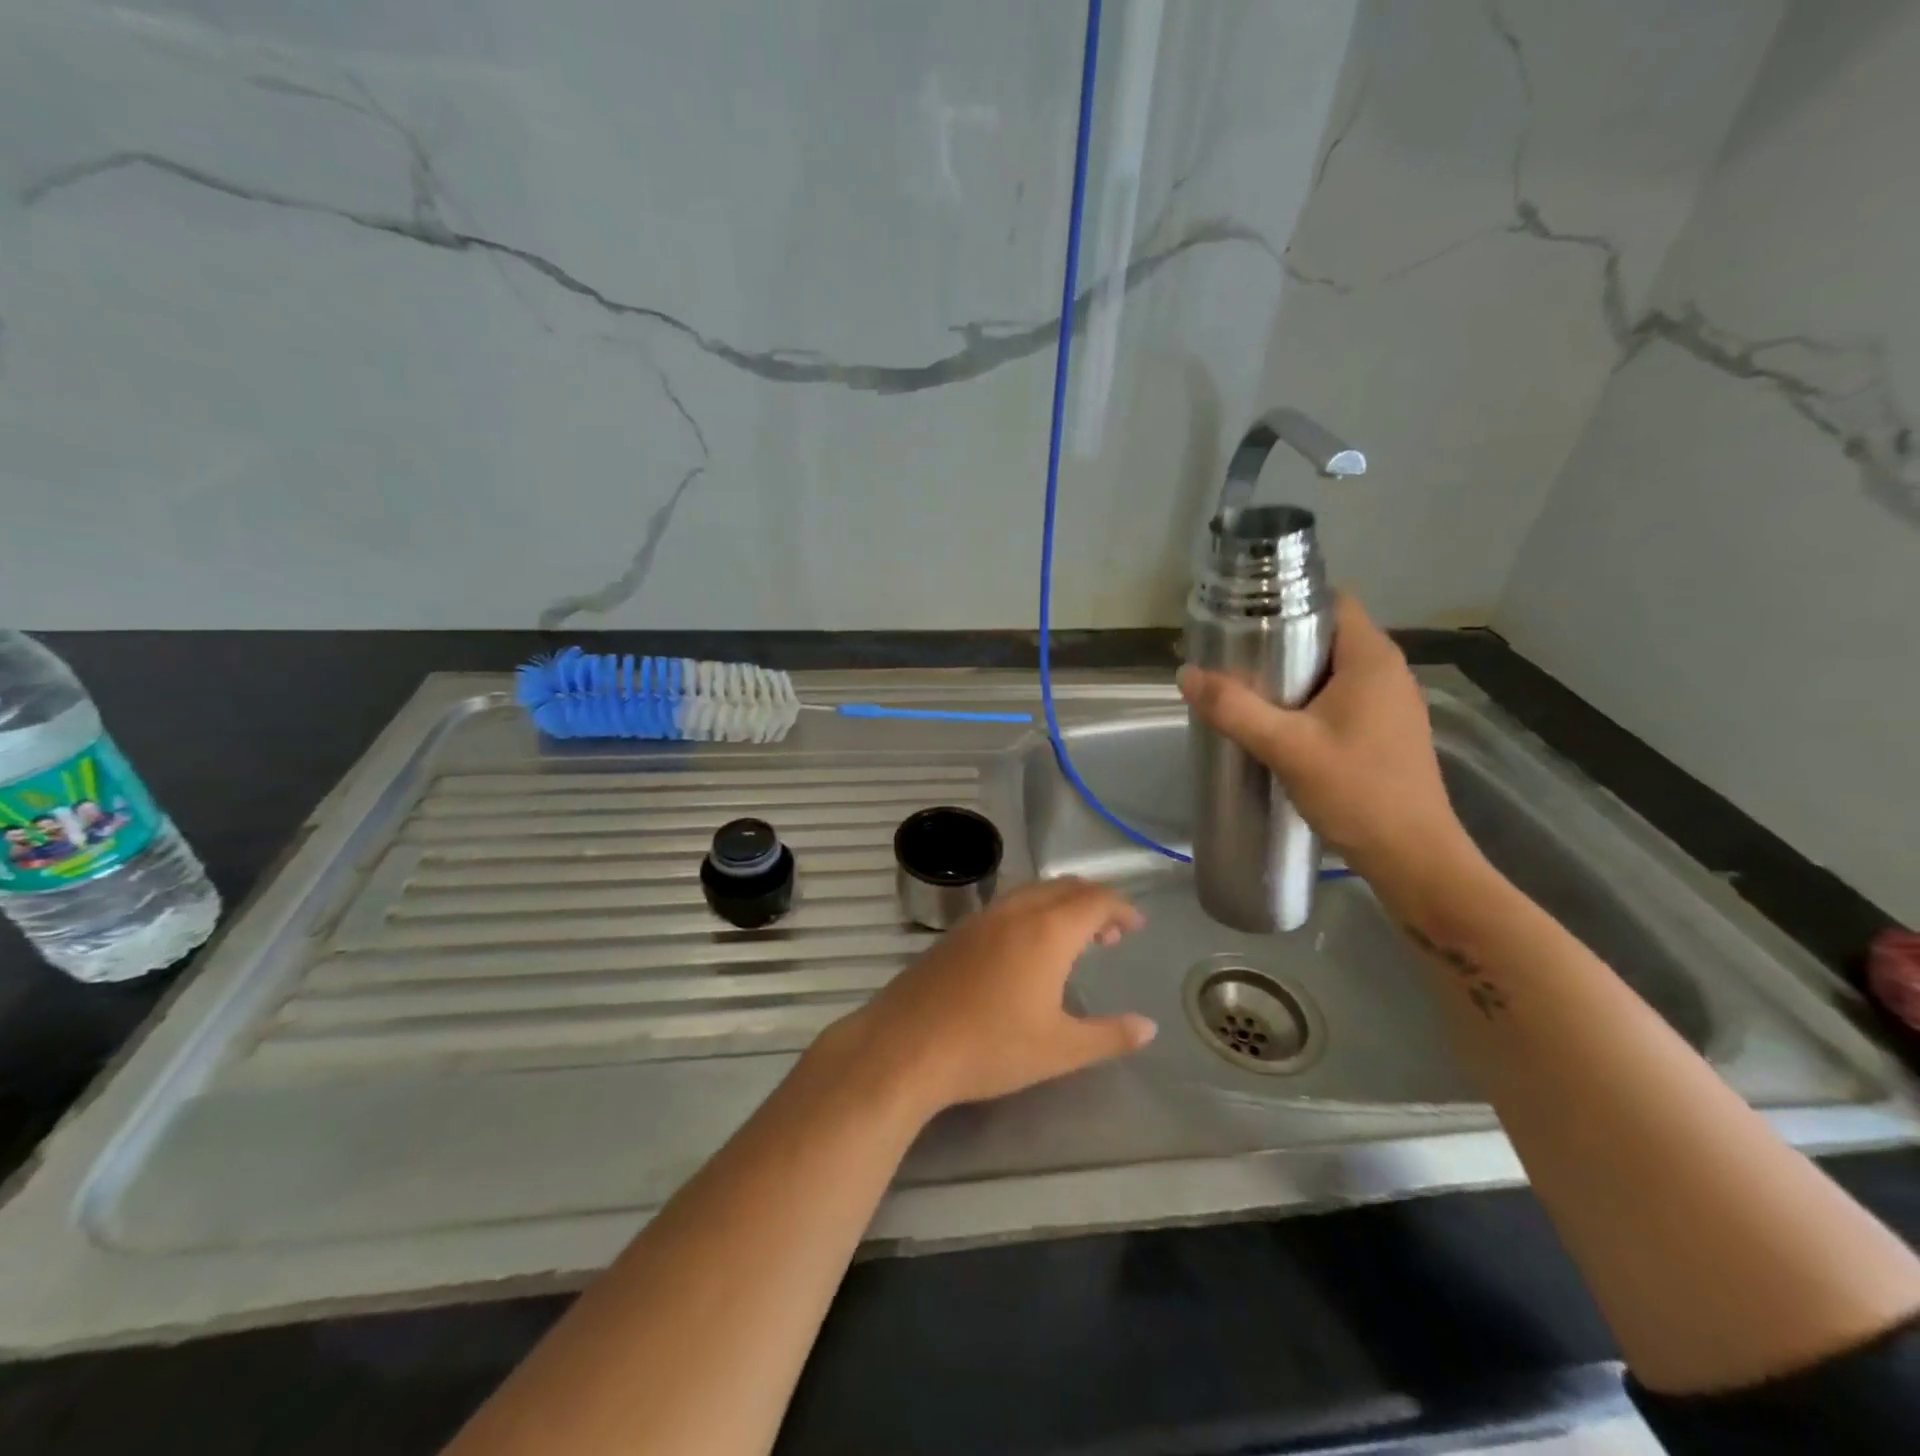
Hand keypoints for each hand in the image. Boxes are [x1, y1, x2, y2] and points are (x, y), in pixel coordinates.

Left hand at [814, 878, 1154, 1117]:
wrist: (906, 1046)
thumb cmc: (991, 1047)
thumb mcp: (1060, 1049)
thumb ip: (1109, 1035)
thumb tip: (1148, 1027)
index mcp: (1048, 930)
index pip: (1095, 900)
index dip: (1121, 907)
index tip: (1137, 924)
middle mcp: (1015, 911)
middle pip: (1064, 887)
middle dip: (1093, 902)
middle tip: (1110, 934)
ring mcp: (981, 918)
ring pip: (1031, 892)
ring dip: (1060, 905)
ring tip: (1072, 940)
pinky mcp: (956, 933)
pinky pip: (1006, 906)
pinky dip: (1031, 913)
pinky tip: (1025, 951)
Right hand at [1177, 594, 1472, 887]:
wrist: (1413, 857)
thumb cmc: (1357, 792)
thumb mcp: (1287, 748)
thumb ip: (1235, 709)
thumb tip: (1186, 675)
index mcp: (1372, 659)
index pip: (1332, 601)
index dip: (1288, 601)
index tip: (1244, 617)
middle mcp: (1387, 672)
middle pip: (1328, 636)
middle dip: (1280, 641)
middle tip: (1232, 658)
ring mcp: (1390, 704)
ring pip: (1332, 671)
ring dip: (1292, 676)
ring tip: (1246, 690)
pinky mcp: (1386, 732)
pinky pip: (1341, 699)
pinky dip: (1308, 702)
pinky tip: (1278, 726)